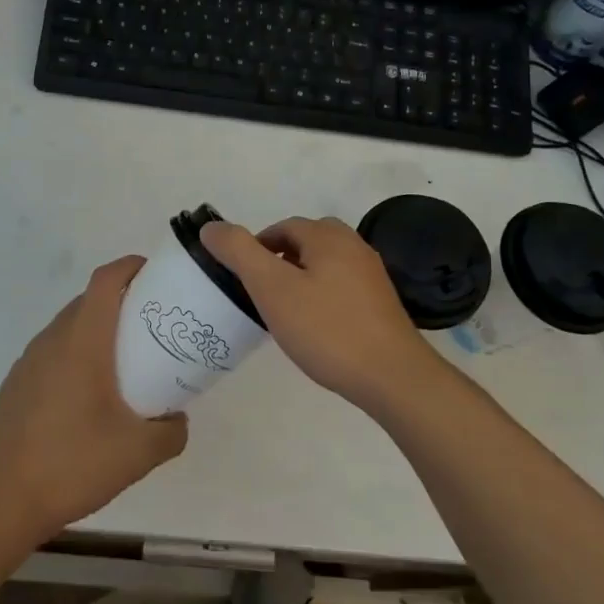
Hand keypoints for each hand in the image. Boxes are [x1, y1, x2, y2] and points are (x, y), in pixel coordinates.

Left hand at [0, 256, 188, 543]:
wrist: (3, 501)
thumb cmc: (74, 463)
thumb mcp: (139, 453)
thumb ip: (171, 431)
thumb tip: (177, 419)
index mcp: (82, 341)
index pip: (105, 280)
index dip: (131, 267)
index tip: (157, 276)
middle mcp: (52, 340)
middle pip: (89, 301)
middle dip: (122, 301)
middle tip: (152, 325)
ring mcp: (28, 362)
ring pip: (69, 328)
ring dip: (97, 331)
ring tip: (124, 362)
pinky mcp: (15, 385)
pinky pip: (52, 354)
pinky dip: (75, 356)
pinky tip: (87, 397)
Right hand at [201, 216, 435, 410]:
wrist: (392, 377)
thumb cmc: (326, 329)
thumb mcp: (272, 288)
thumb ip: (239, 253)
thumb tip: (211, 227)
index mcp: (328, 236)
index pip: (282, 227)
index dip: (256, 248)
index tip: (242, 280)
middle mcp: (354, 246)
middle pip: (306, 242)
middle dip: (279, 261)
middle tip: (262, 294)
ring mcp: (371, 275)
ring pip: (324, 265)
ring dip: (301, 279)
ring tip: (285, 313)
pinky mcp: (380, 303)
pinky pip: (341, 287)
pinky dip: (321, 297)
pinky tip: (316, 327)